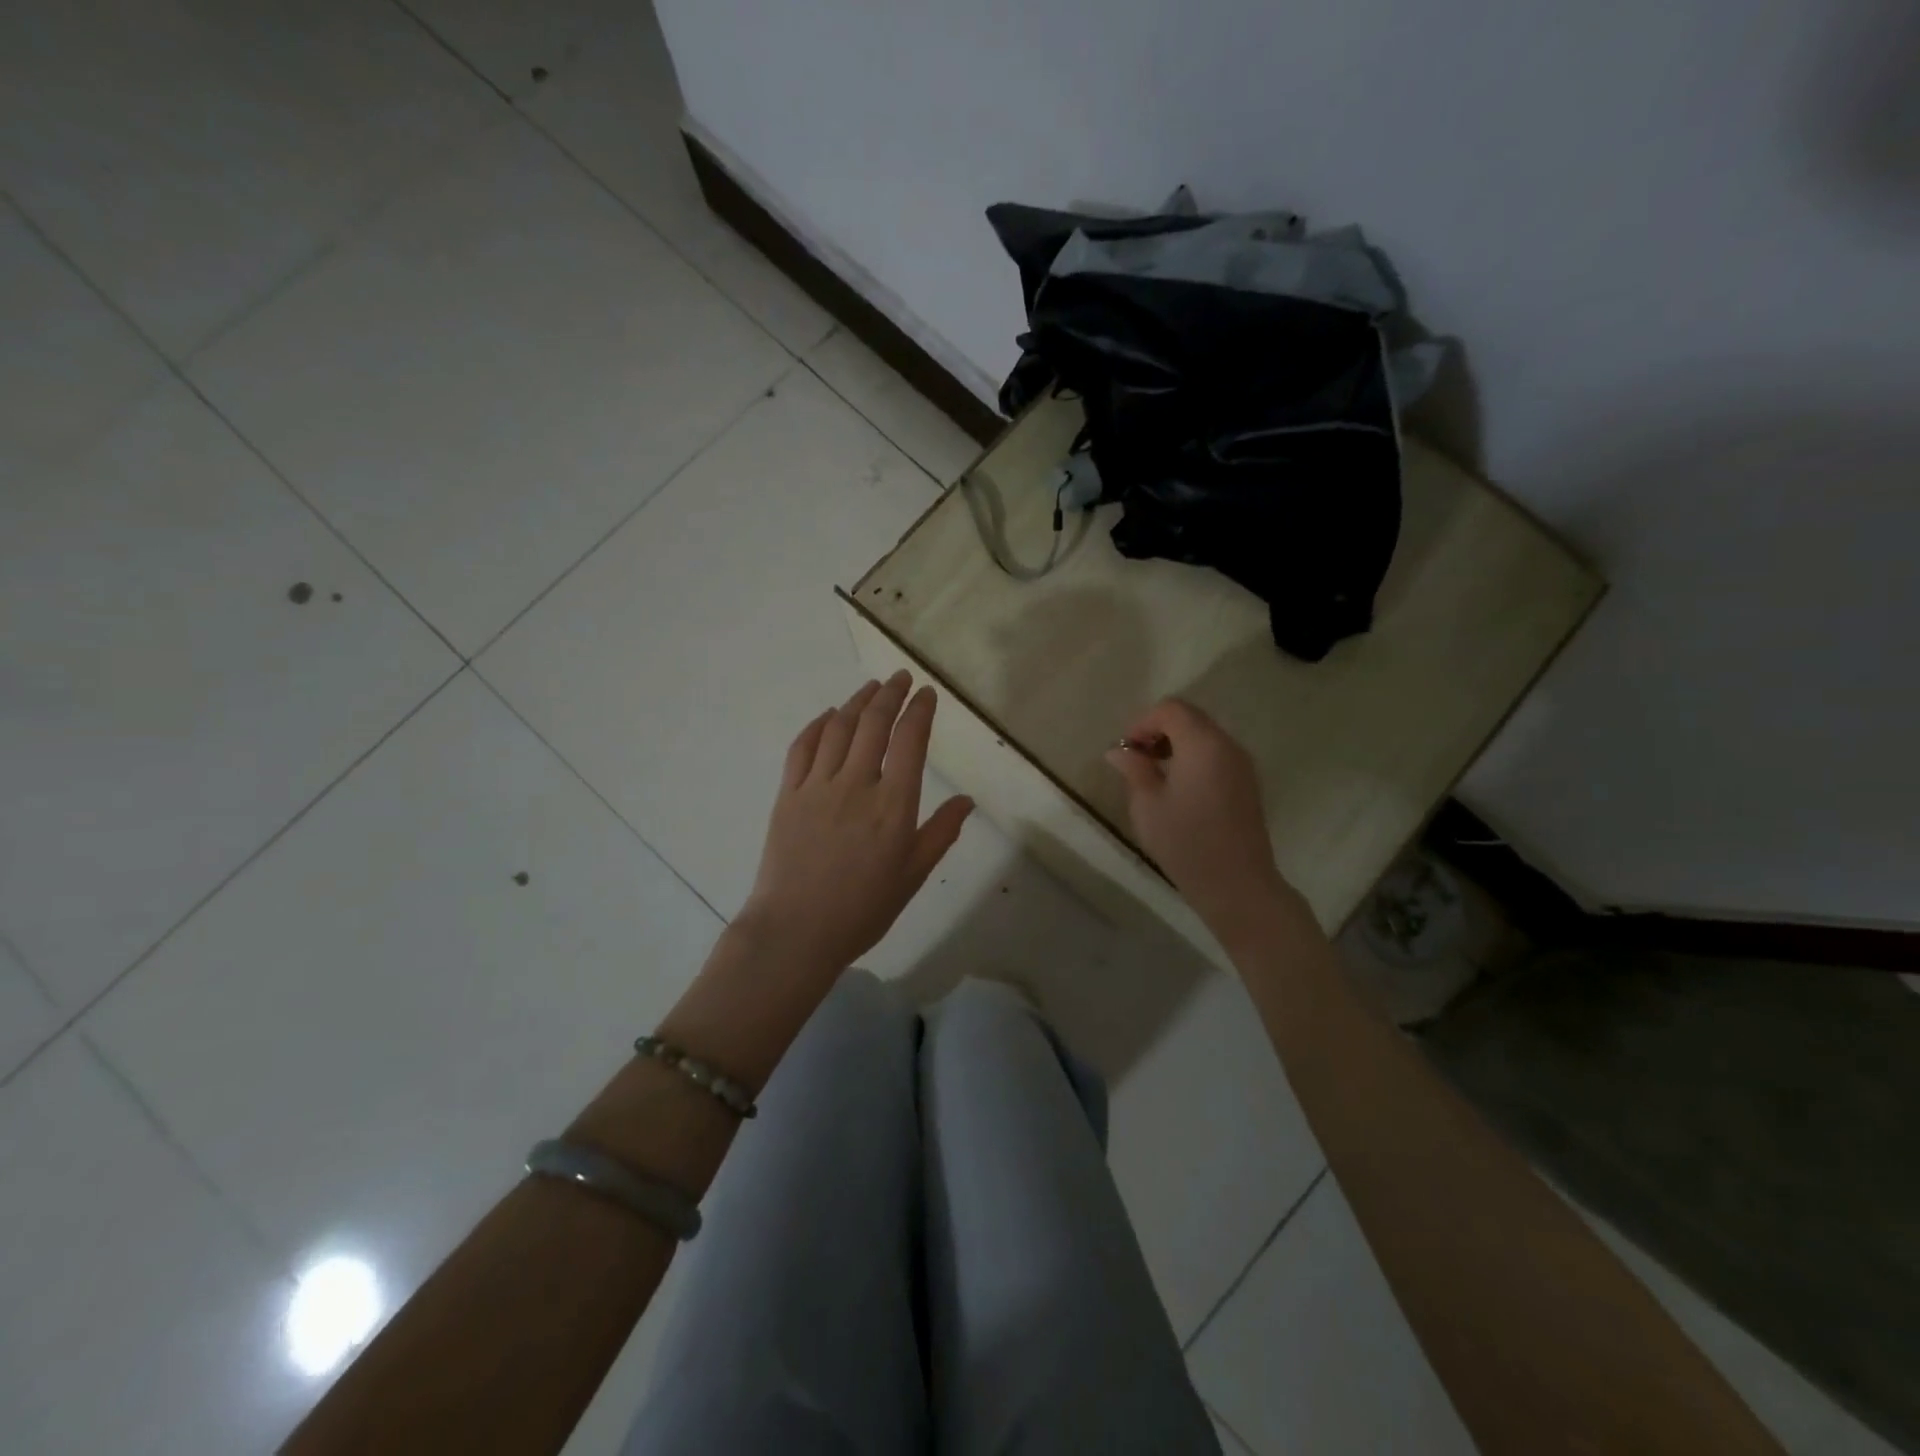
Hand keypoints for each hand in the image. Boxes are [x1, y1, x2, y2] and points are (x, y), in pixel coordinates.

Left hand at [740, 672, 972, 976]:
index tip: (927, 693)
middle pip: (874, 724)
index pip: (910, 741)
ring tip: (871, 687)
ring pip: (839, 728)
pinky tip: (828, 716)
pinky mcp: (787, 795)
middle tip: (901, 678)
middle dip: (890, 694)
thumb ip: (941, 833)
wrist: (795, 931)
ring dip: (857, 701)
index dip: (920, 710)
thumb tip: (967, 800)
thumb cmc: (862, 909)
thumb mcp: (912, 876)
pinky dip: (817, 725)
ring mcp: (817, 786)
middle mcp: (856, 785)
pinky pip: (802, 748)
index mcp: (893, 805)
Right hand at [1105, 698, 1292, 935]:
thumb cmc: (1186, 842)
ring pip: (1204, 735)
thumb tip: (1119, 751)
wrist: (1237, 884)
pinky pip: (1216, 755)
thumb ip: (1133, 769)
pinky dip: (1193, 758)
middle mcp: (1227, 745)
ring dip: (1176, 744)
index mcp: (1202, 744)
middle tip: (1136, 760)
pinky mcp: (1247, 784)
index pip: (1171, 709)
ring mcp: (1242, 765)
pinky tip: (1178, 789)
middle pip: (1190, 718)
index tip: (1126, 750)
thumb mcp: (1147, 805)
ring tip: (1154, 775)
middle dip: (1158, 730)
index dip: (1142, 722)